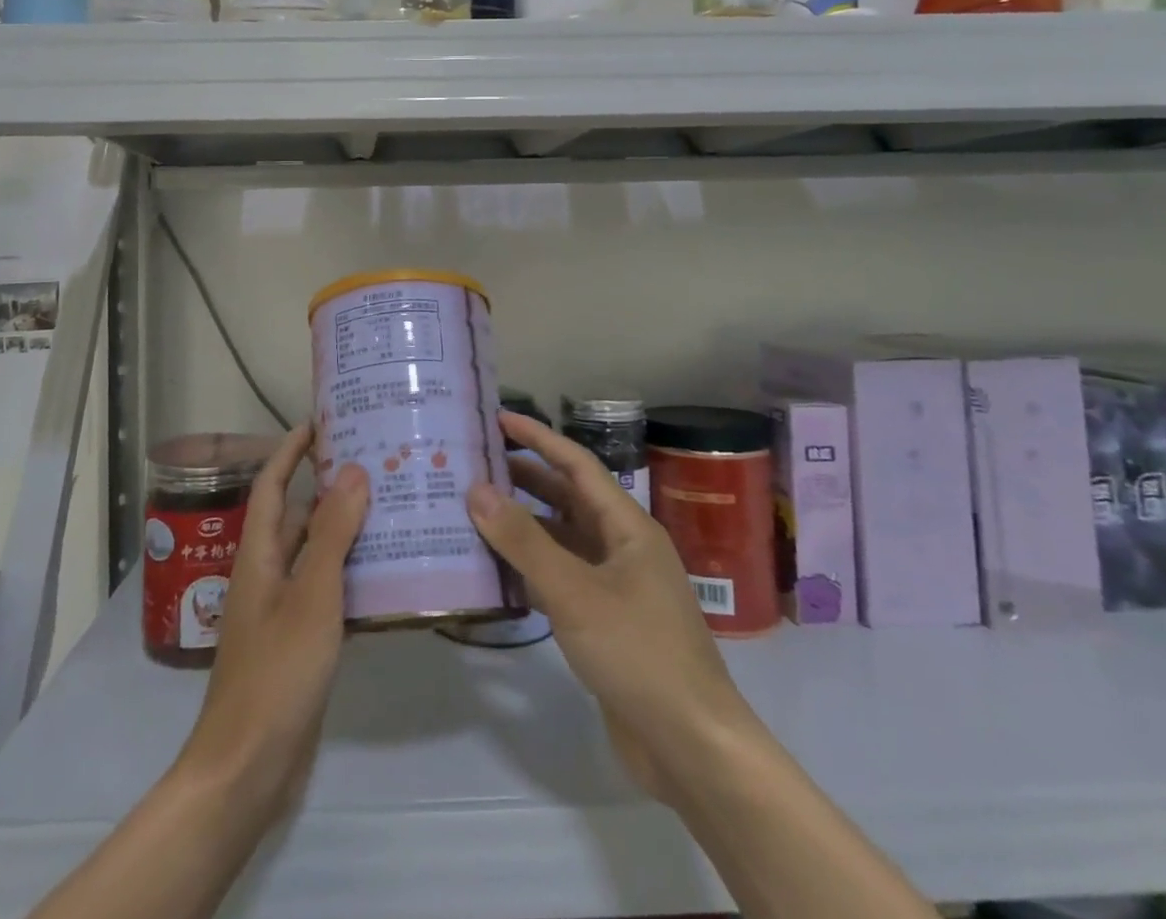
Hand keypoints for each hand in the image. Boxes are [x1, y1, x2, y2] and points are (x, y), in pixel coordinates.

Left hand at [174, 422, 368, 824]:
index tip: (321, 421)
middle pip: (297, 516)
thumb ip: (332, 534)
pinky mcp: (299, 640)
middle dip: (330, 488)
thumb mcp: (311, 596)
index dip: (291, 450)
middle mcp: (267, 573)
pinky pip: (326, 590)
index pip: (271, 484)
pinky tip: (388, 574)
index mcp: (259, 554)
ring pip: (315, 553)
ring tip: (393, 509)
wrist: (248, 769)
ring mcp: (281, 609)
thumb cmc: (276, 672)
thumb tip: (352, 471)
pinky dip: (351, 574)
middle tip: (378, 465)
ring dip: (346, 531)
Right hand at [466, 411, 752, 805]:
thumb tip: (476, 490)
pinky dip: (529, 569)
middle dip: (524, 479)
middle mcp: (622, 547)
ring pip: (561, 540)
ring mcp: (614, 586)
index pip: (577, 464)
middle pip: (568, 499)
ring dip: (523, 526)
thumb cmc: (638, 653)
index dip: (539, 438)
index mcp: (627, 526)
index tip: (498, 418)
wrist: (691, 747)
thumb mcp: (575, 592)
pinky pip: (560, 578)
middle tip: (475, 465)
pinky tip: (495, 570)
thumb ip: (524, 541)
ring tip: (474, 511)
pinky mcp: (604, 622)